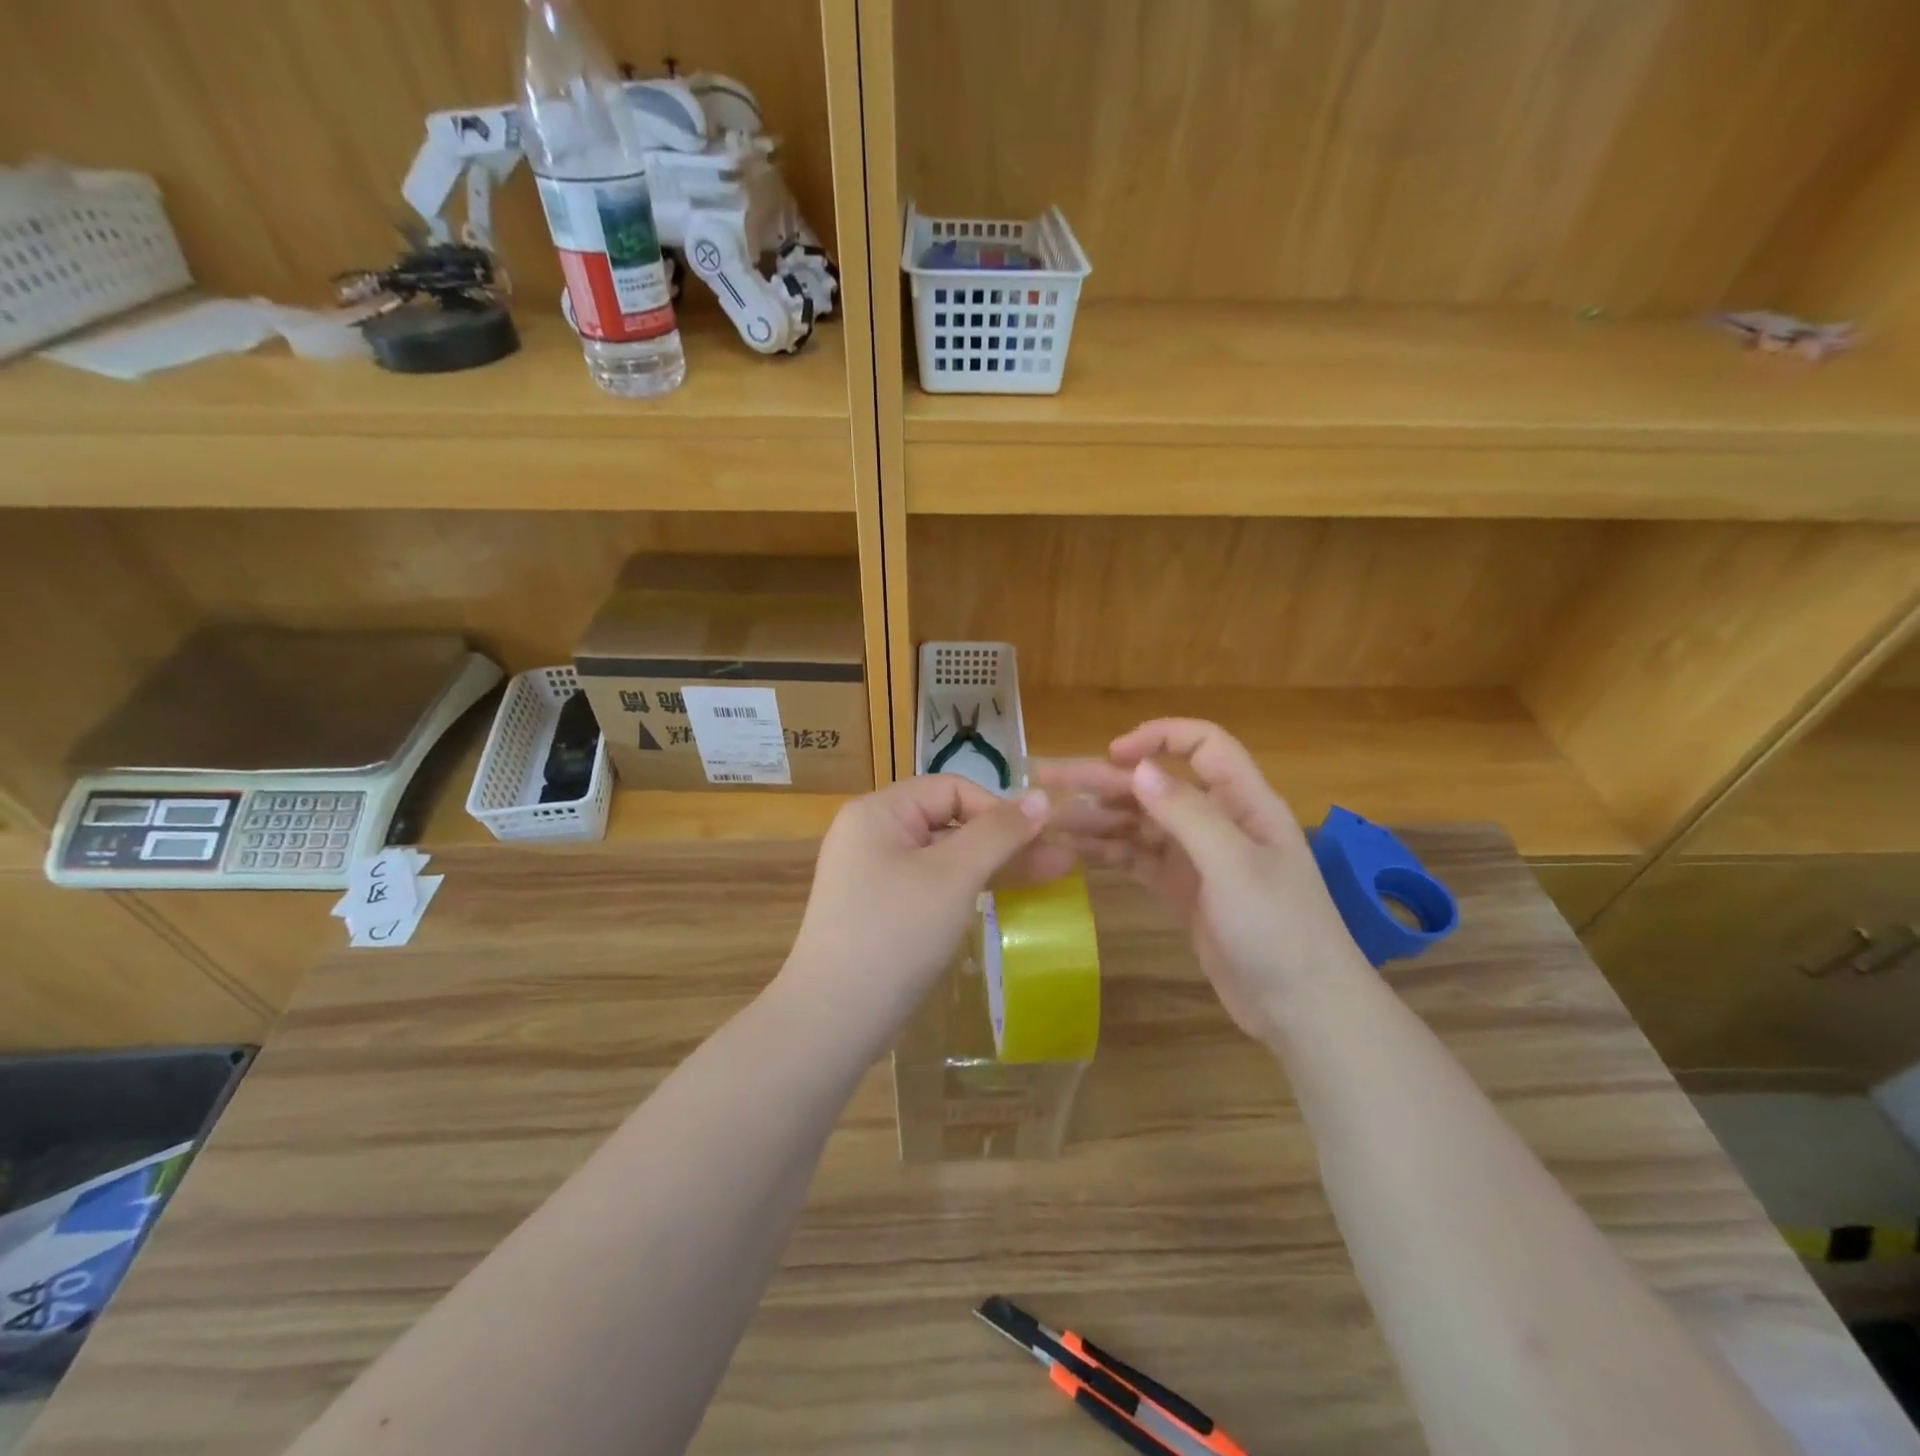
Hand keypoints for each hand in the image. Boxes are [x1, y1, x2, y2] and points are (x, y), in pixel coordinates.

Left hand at [781, 775, 1063, 1038]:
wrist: (834, 1019)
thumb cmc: (896, 933)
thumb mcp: (953, 876)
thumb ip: (999, 833)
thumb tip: (1041, 796)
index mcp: (878, 812)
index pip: (951, 789)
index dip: (998, 808)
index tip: (1039, 839)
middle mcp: (871, 834)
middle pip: (948, 820)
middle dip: (1003, 839)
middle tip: (1058, 861)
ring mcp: (873, 874)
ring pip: (944, 855)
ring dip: (993, 864)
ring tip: (1047, 878)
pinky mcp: (881, 908)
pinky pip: (931, 884)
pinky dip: (967, 888)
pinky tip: (1005, 899)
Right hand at [1034, 720, 1369, 1041]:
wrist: (1302, 1011)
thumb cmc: (1279, 930)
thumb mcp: (1234, 866)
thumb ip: (1186, 813)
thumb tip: (1137, 767)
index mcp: (1243, 802)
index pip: (1203, 746)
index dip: (1158, 737)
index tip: (1112, 754)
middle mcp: (1218, 821)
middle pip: (1156, 785)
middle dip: (1104, 780)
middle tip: (1046, 782)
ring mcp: (1198, 858)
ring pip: (1140, 822)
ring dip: (1098, 817)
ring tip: (1049, 821)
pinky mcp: (1182, 890)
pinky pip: (1138, 858)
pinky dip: (1108, 850)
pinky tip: (1073, 849)